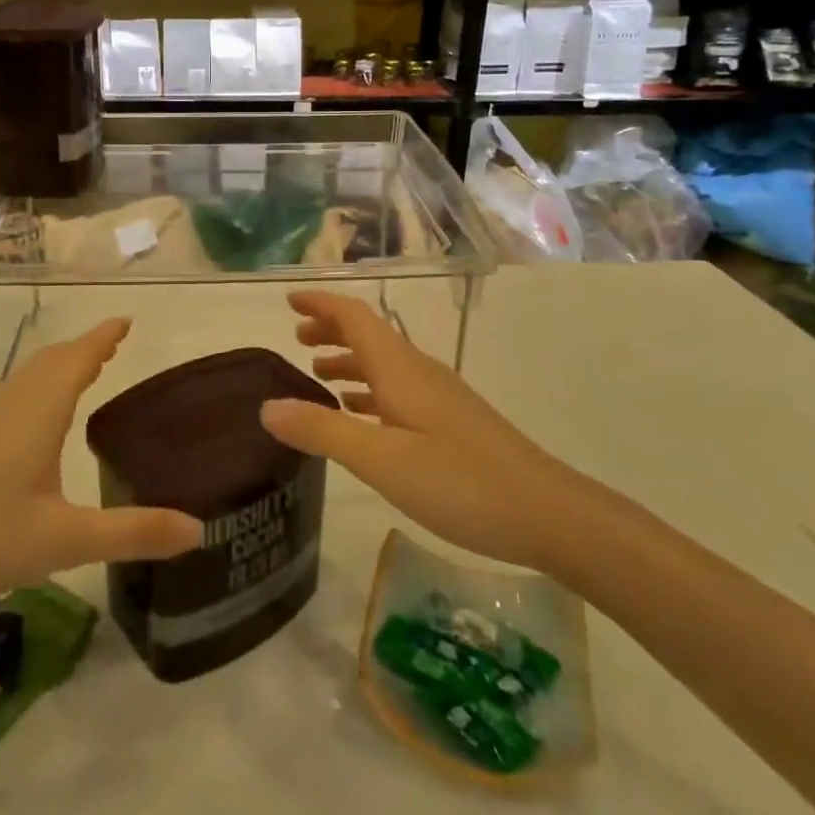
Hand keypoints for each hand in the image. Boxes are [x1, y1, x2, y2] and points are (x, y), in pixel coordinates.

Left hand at [0, 319, 200, 638]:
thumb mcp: (65, 541)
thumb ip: (132, 533)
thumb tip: (199, 529)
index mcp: (37, 410)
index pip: (78, 358)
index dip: (104, 337)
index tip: (126, 321)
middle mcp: (8, 402)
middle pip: (51, 361)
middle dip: (84, 350)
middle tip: (112, 347)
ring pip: (26, 379)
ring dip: (57, 369)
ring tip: (82, 375)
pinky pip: (8, 398)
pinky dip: (35, 391)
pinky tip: (32, 423)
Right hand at [259, 291, 571, 570]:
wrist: (547, 513)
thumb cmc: (460, 482)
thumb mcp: (381, 461)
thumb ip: (322, 431)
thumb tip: (267, 406)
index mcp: (399, 369)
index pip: (354, 317)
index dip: (320, 304)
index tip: (288, 302)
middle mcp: (418, 372)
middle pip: (368, 336)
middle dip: (331, 330)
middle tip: (296, 339)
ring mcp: (438, 397)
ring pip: (383, 364)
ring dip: (348, 361)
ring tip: (317, 375)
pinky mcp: (450, 423)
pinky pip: (397, 391)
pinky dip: (369, 392)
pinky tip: (360, 417)